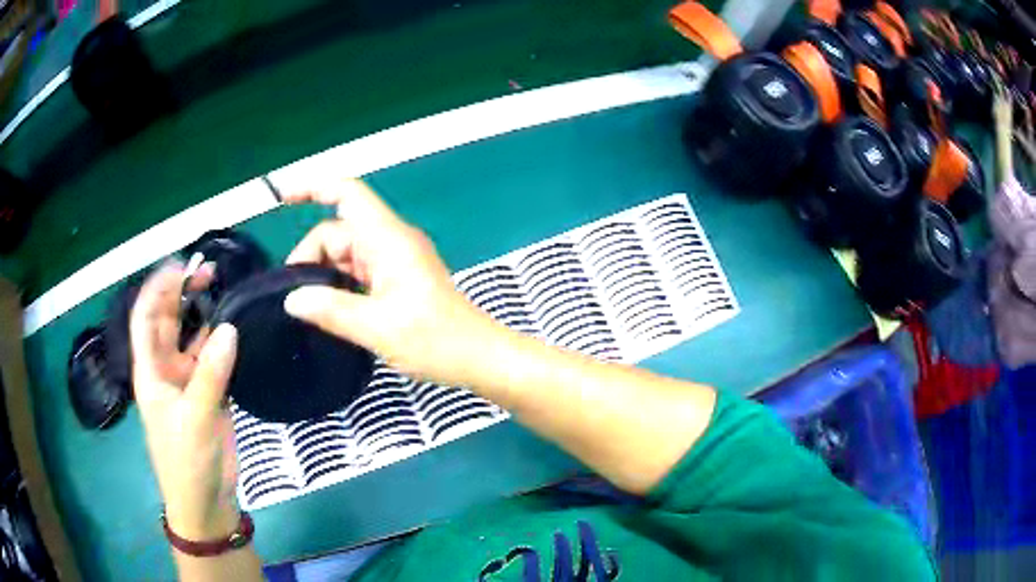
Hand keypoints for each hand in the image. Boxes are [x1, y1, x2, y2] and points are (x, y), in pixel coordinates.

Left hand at [130, 263, 241, 540]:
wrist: (205, 501)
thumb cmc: (187, 462)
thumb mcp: (195, 419)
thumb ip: (211, 375)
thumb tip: (230, 328)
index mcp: (150, 371)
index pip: (145, 318)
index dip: (157, 289)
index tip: (180, 266)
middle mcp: (165, 369)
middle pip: (168, 321)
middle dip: (182, 293)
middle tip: (209, 272)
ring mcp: (187, 381)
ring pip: (192, 337)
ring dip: (203, 314)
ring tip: (224, 290)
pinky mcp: (208, 394)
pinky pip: (212, 358)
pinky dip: (221, 341)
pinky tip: (236, 327)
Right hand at [282, 179, 502, 386]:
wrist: (478, 357)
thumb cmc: (435, 340)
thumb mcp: (377, 328)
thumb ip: (331, 310)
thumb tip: (292, 299)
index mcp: (388, 239)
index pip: (348, 194)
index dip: (313, 187)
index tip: (282, 198)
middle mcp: (391, 241)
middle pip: (338, 231)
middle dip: (311, 257)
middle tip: (296, 299)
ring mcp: (395, 260)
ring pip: (346, 254)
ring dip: (324, 276)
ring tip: (311, 310)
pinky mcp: (398, 280)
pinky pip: (358, 272)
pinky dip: (340, 286)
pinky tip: (330, 312)